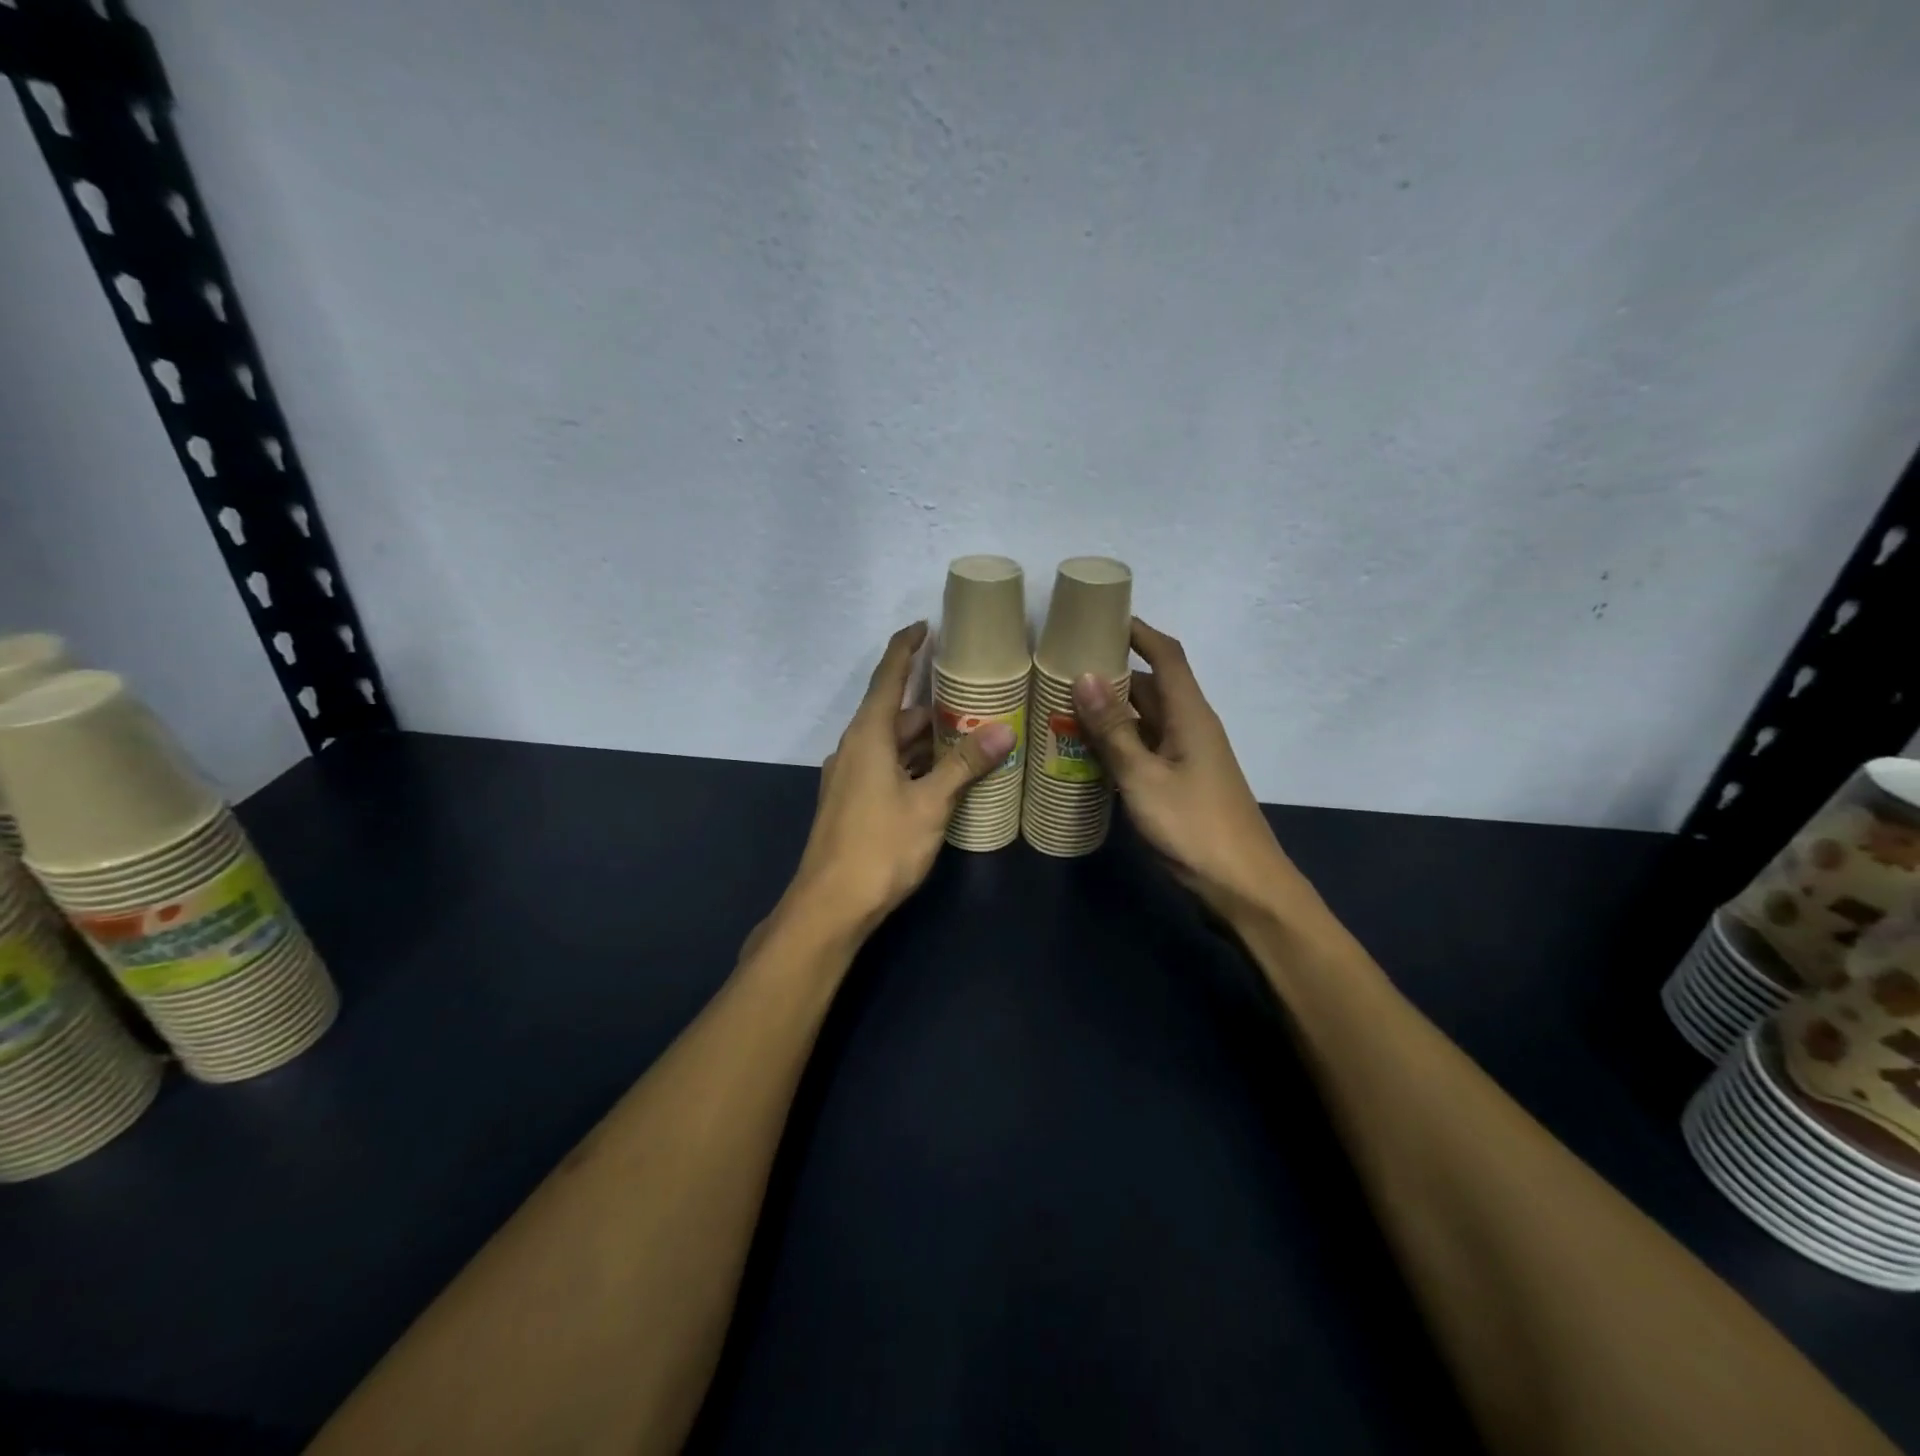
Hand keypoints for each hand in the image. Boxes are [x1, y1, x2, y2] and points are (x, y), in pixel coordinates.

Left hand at [784, 622, 1014, 937]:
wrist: (831, 905)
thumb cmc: (880, 846)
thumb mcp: (930, 804)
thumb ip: (965, 765)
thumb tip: (1004, 731)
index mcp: (868, 736)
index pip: (887, 677)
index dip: (906, 648)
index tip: (926, 626)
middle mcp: (854, 749)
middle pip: (896, 714)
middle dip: (934, 707)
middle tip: (976, 699)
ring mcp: (850, 777)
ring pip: (893, 745)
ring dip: (927, 740)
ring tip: (970, 735)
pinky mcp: (852, 802)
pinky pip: (888, 768)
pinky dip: (914, 764)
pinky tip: (943, 776)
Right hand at [1072, 619, 1310, 924]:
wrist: (1243, 888)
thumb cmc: (1194, 828)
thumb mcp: (1144, 778)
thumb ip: (1113, 730)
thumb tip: (1084, 676)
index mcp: (1190, 715)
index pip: (1167, 655)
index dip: (1138, 631)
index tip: (1100, 617)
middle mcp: (1190, 728)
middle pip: (1151, 686)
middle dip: (1112, 673)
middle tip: (1061, 667)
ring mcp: (1186, 758)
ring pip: (1144, 721)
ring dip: (1110, 711)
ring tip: (1061, 704)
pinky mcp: (1179, 784)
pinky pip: (1143, 749)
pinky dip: (1116, 744)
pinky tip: (1084, 752)